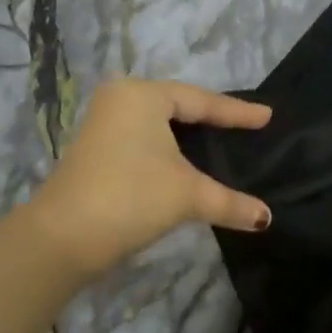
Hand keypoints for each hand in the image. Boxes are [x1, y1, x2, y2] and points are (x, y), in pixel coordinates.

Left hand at [27, 78, 272, 277]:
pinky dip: (169, 149)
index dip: (237, 113)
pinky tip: (186, 163)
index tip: (267, 116)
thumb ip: (230, 202)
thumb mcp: (187, 195)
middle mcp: (120, 101)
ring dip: (188, 137)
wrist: (63, 237)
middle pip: (178, 107)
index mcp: (142, 95)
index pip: (201, 101)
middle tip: (245, 127)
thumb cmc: (130, 198)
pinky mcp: (96, 150)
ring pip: (159, 125)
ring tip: (221, 142)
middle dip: (211, 120)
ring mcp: (103, 125)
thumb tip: (266, 218)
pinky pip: (144, 140)